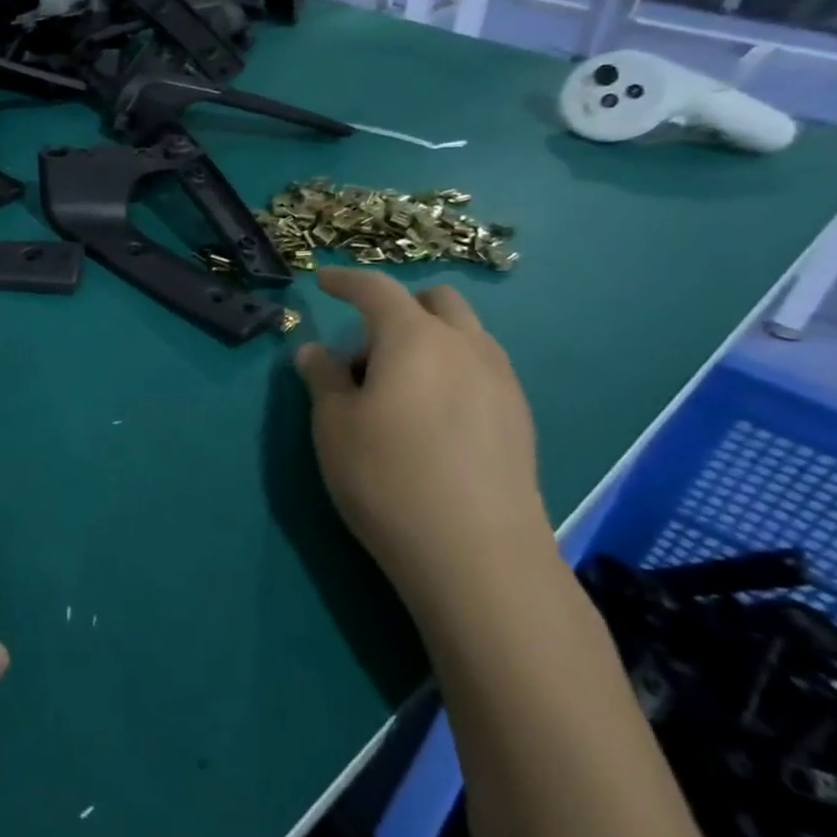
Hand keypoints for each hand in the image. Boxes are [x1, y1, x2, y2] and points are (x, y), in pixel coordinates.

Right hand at [294, 268, 558, 637]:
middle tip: (366, 349)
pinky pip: (481, 370)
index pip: (376, 289)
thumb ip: (322, 378)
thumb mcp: (333, 425)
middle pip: (436, 301)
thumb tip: (315, 351)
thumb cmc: (388, 477)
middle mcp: (466, 346)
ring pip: (465, 335)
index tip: (323, 280)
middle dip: (400, 308)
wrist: (478, 556)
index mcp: (414, 337)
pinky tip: (433, 418)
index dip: (346, 280)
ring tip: (399, 389)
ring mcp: (501, 381)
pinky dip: (452, 370)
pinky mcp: (521, 419)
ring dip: (429, 340)